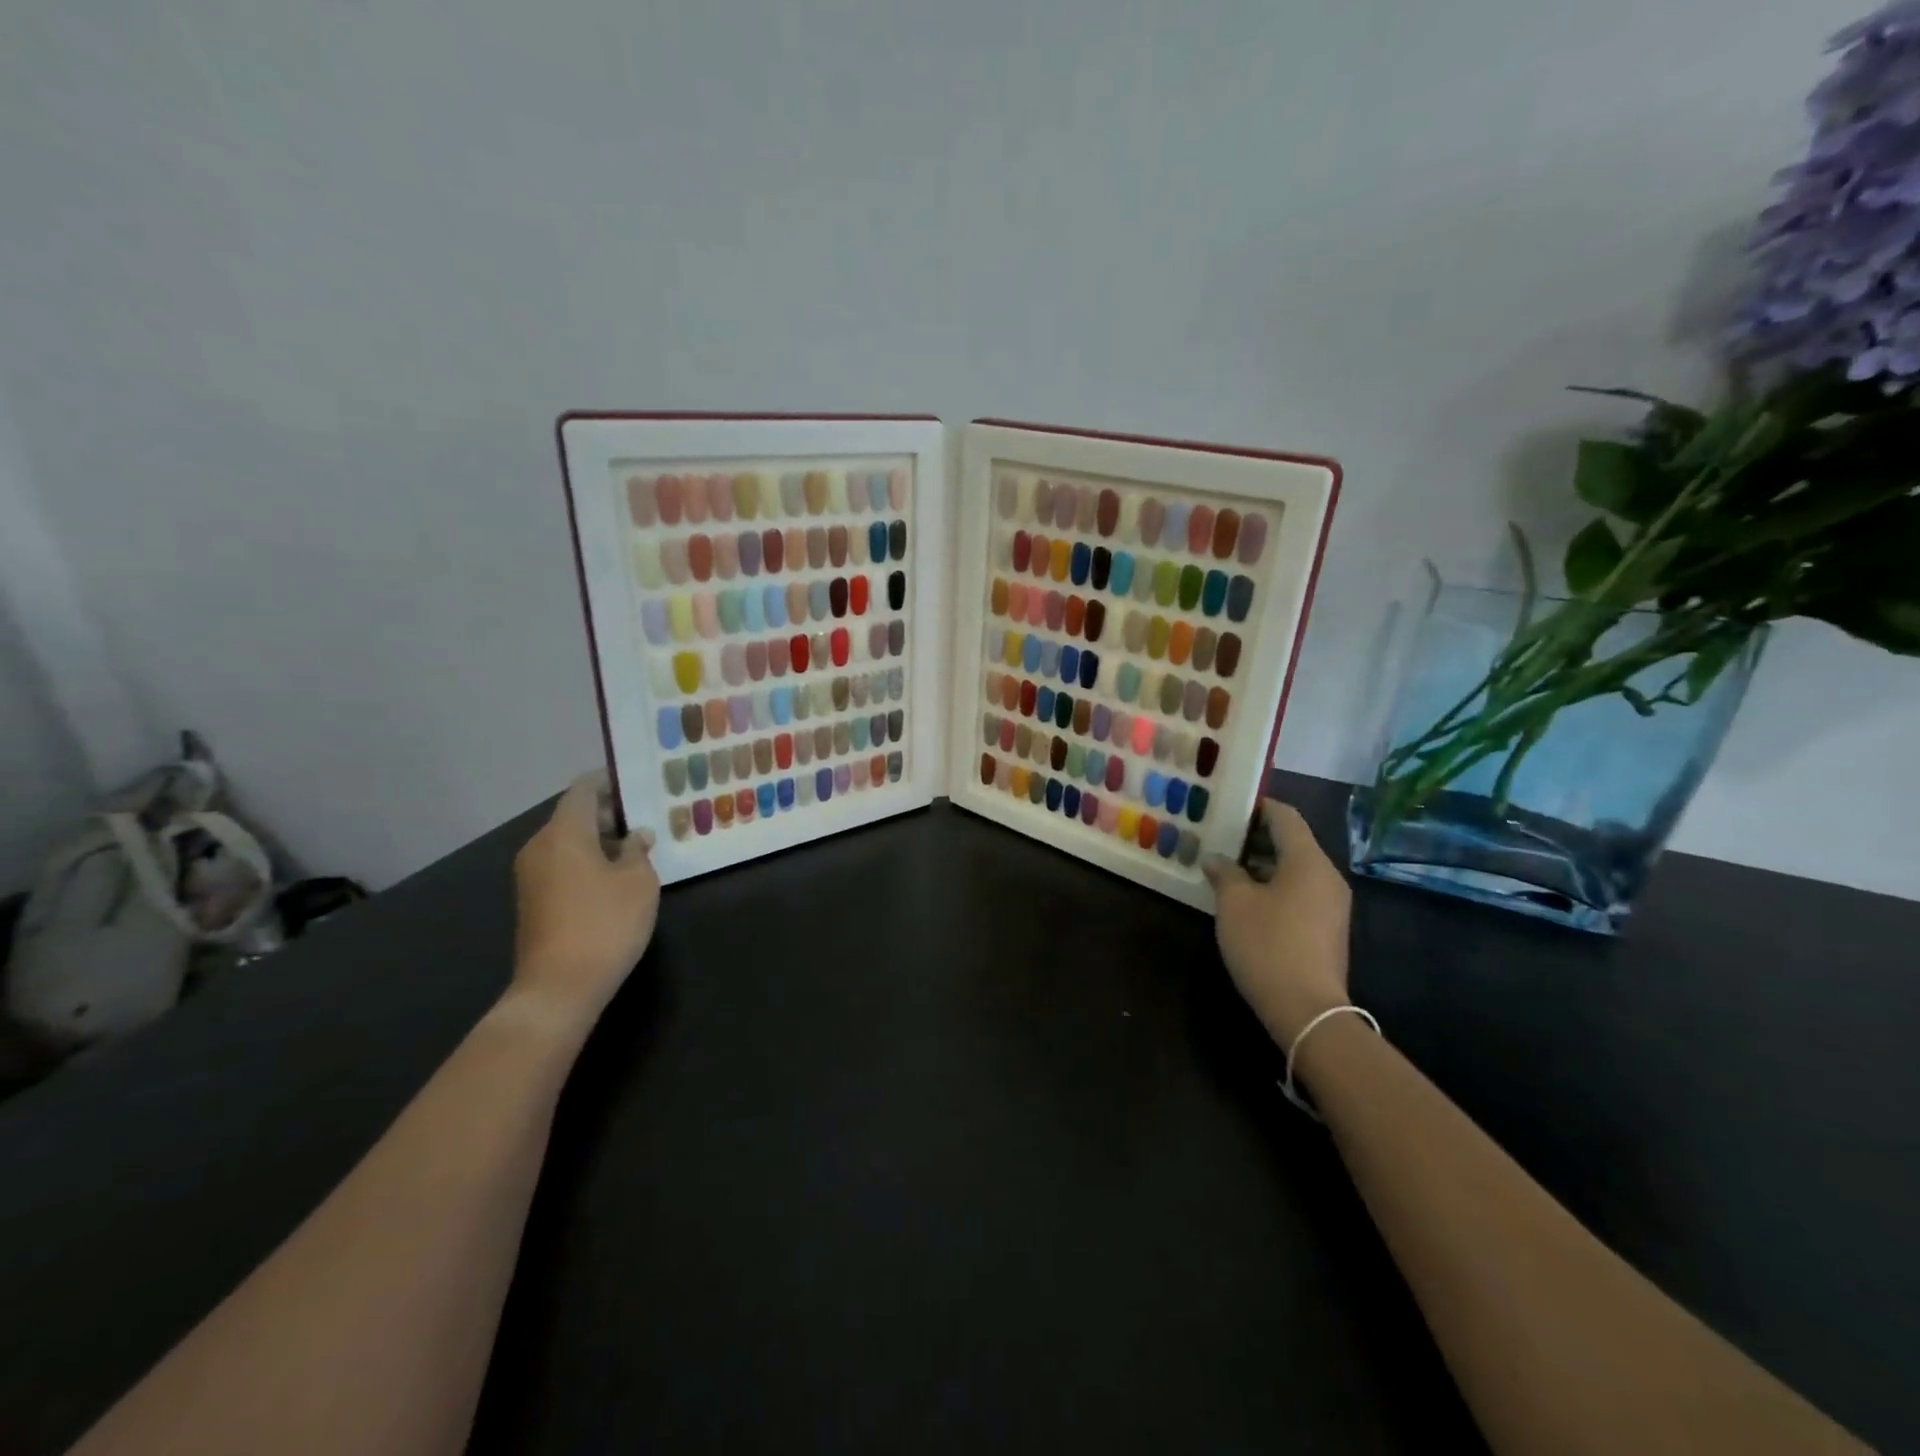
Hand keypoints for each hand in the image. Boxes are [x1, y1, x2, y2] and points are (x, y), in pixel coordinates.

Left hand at [510, 773, 660, 1025]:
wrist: (559, 987)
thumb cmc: (605, 923)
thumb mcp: (638, 881)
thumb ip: (637, 850)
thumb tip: (635, 836)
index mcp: (564, 832)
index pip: (583, 790)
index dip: (609, 781)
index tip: (636, 782)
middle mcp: (540, 846)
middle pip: (573, 815)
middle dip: (608, 813)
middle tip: (645, 817)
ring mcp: (531, 876)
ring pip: (568, 842)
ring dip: (599, 840)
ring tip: (636, 847)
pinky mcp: (533, 901)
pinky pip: (561, 865)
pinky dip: (586, 861)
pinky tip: (615, 877)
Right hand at [1203, 800, 1352, 1046]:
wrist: (1307, 1011)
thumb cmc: (1267, 945)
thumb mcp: (1234, 903)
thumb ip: (1225, 872)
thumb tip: (1218, 860)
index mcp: (1308, 861)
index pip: (1285, 817)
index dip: (1257, 806)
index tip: (1229, 806)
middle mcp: (1327, 876)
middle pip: (1292, 842)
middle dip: (1255, 837)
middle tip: (1219, 837)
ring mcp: (1331, 904)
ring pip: (1295, 869)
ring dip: (1262, 863)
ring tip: (1226, 867)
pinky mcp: (1327, 928)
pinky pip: (1300, 892)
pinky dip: (1274, 885)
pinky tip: (1245, 898)